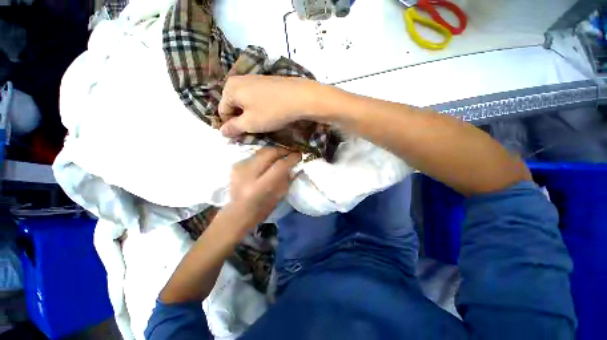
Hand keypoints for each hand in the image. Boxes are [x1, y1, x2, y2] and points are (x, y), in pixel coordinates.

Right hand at [218, 75, 320, 137]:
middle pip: (234, 106)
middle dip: (241, 121)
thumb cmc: (272, 111)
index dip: (231, 127)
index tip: (241, 137)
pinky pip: (257, 98)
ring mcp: (255, 79)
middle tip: (253, 132)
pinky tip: (270, 114)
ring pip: (246, 103)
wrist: (301, 97)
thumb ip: (233, 128)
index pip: (223, 112)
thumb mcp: (250, 123)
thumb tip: (221, 132)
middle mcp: (239, 80)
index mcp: (230, 88)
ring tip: (263, 125)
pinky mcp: (267, 82)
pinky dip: (260, 108)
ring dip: (251, 116)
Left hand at [223, 147, 301, 230]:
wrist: (238, 212)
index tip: (299, 156)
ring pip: (262, 151)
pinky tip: (268, 160)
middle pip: (269, 153)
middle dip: (283, 150)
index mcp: (260, 187)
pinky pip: (255, 155)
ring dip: (274, 152)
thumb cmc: (262, 209)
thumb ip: (286, 179)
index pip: (280, 166)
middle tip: (291, 152)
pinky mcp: (236, 165)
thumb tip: (294, 165)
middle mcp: (248, 174)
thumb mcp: (278, 196)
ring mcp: (240, 168)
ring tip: (281, 155)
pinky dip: (264, 156)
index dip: (291, 158)